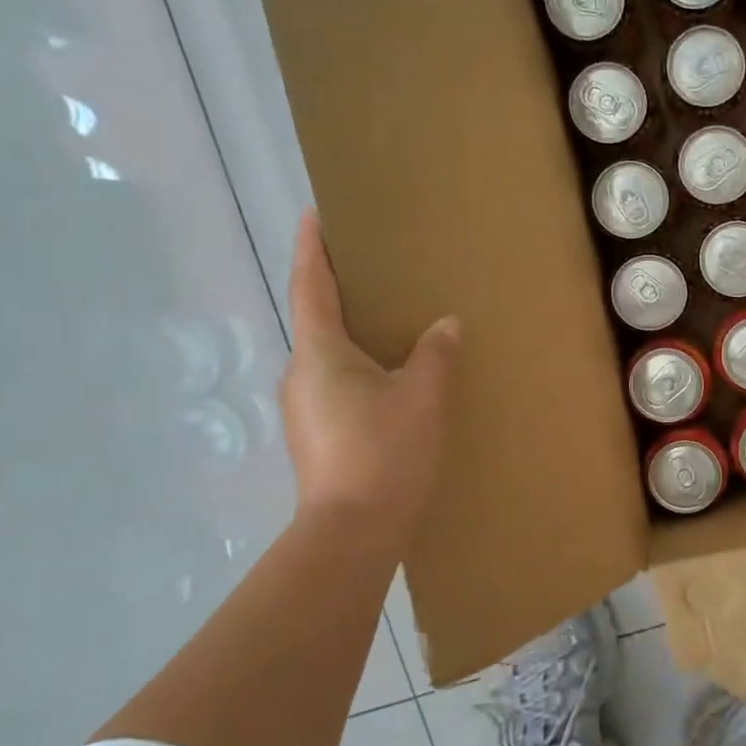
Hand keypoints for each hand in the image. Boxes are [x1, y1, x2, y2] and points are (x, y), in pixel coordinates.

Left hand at [280, 209, 458, 558]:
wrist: (352, 532)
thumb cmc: (384, 451)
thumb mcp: (422, 395)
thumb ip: (434, 354)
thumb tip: (445, 325)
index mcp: (319, 353)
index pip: (310, 285)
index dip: (311, 248)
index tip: (314, 214)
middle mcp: (300, 374)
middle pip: (317, 319)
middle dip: (338, 291)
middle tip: (373, 270)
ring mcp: (305, 409)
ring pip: (329, 356)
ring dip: (352, 334)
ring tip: (390, 325)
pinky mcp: (317, 436)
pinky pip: (337, 384)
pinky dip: (359, 367)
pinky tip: (390, 380)